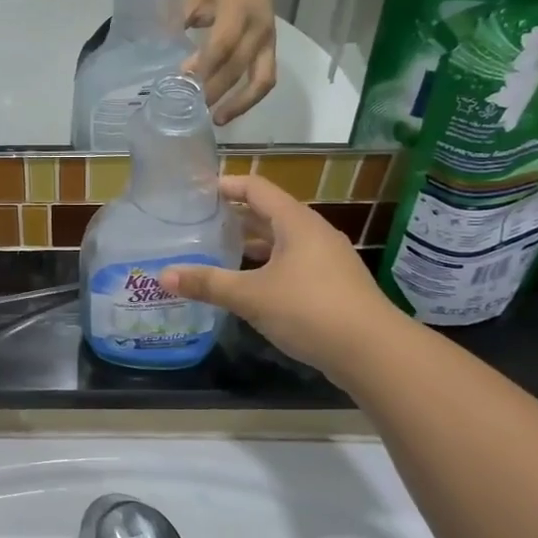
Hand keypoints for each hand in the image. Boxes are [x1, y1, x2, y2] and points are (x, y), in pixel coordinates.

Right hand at [159, 176, 389, 373]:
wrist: (374, 352)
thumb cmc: (310, 310)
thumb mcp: (251, 296)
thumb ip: (208, 283)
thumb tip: (163, 275)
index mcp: (296, 222)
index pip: (256, 188)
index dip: (227, 185)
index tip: (197, 191)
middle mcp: (313, 233)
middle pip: (269, 213)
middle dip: (235, 216)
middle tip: (199, 222)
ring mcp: (327, 260)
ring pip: (281, 241)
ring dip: (251, 244)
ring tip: (217, 251)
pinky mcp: (332, 286)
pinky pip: (292, 264)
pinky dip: (267, 266)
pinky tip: (247, 285)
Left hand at [183, 0, 278, 123]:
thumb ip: (182, 19)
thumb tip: (163, 50)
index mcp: (237, 10)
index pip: (222, 43)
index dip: (205, 64)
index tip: (185, 80)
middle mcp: (257, 28)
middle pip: (238, 66)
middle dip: (215, 90)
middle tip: (192, 108)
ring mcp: (268, 41)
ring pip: (261, 80)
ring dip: (240, 104)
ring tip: (217, 120)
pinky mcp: (271, 50)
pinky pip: (266, 79)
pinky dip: (249, 98)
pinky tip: (230, 110)